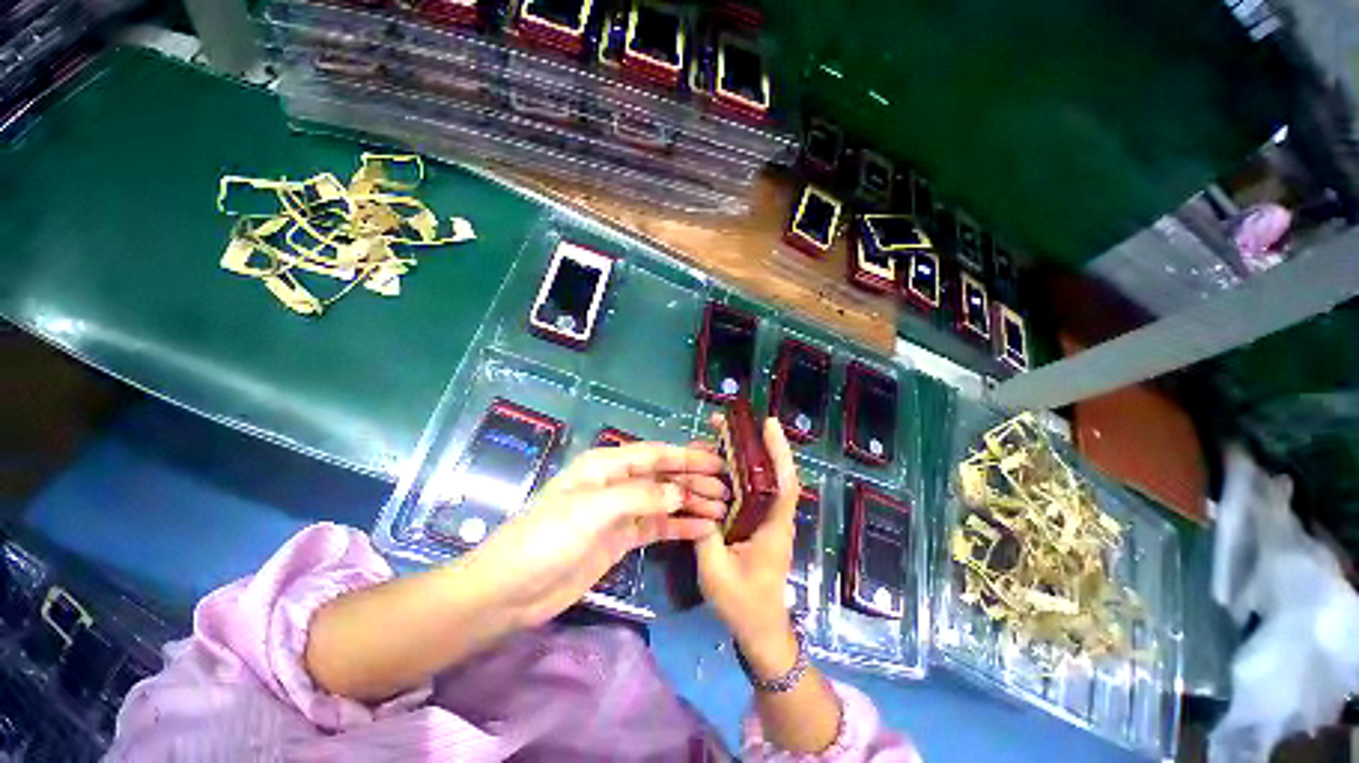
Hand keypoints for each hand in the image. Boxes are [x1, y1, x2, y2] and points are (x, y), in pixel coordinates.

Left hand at [469, 442, 728, 625]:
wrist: (511, 591)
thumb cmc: (547, 538)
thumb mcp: (593, 509)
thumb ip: (640, 496)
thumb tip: (680, 492)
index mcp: (606, 465)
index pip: (655, 454)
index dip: (687, 455)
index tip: (717, 461)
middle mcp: (616, 483)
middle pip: (663, 476)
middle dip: (694, 480)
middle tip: (726, 490)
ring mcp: (620, 512)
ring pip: (664, 501)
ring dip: (691, 503)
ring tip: (722, 509)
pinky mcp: (621, 539)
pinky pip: (657, 526)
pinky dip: (679, 526)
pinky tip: (703, 529)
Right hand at [694, 415, 800, 649]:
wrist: (760, 630)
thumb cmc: (742, 605)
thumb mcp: (716, 571)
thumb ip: (705, 535)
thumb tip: (695, 502)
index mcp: (772, 527)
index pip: (783, 483)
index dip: (778, 452)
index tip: (768, 425)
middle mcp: (774, 517)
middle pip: (769, 473)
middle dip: (751, 443)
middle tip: (724, 423)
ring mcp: (766, 519)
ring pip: (758, 479)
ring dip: (741, 454)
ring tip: (716, 436)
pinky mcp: (756, 522)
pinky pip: (748, 490)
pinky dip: (735, 473)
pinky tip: (717, 465)